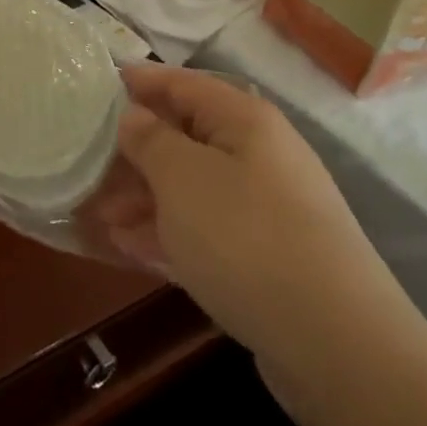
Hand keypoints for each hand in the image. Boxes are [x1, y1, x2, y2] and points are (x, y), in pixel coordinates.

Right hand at [97, 65, 403, 359]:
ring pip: (193, 187)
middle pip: (186, 136)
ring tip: (99, 213)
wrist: (337, 344)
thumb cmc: (245, 236)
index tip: (99, 84)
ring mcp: (267, 208)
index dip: (140, 81)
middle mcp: (259, 154)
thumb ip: (149, 139)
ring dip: (146, 196)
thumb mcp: (181, 177)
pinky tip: (130, 247)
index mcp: (244, 120)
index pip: (183, 83)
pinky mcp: (268, 257)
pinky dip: (169, 232)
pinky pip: (207, 229)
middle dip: (136, 150)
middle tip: (89, 162)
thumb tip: (134, 116)